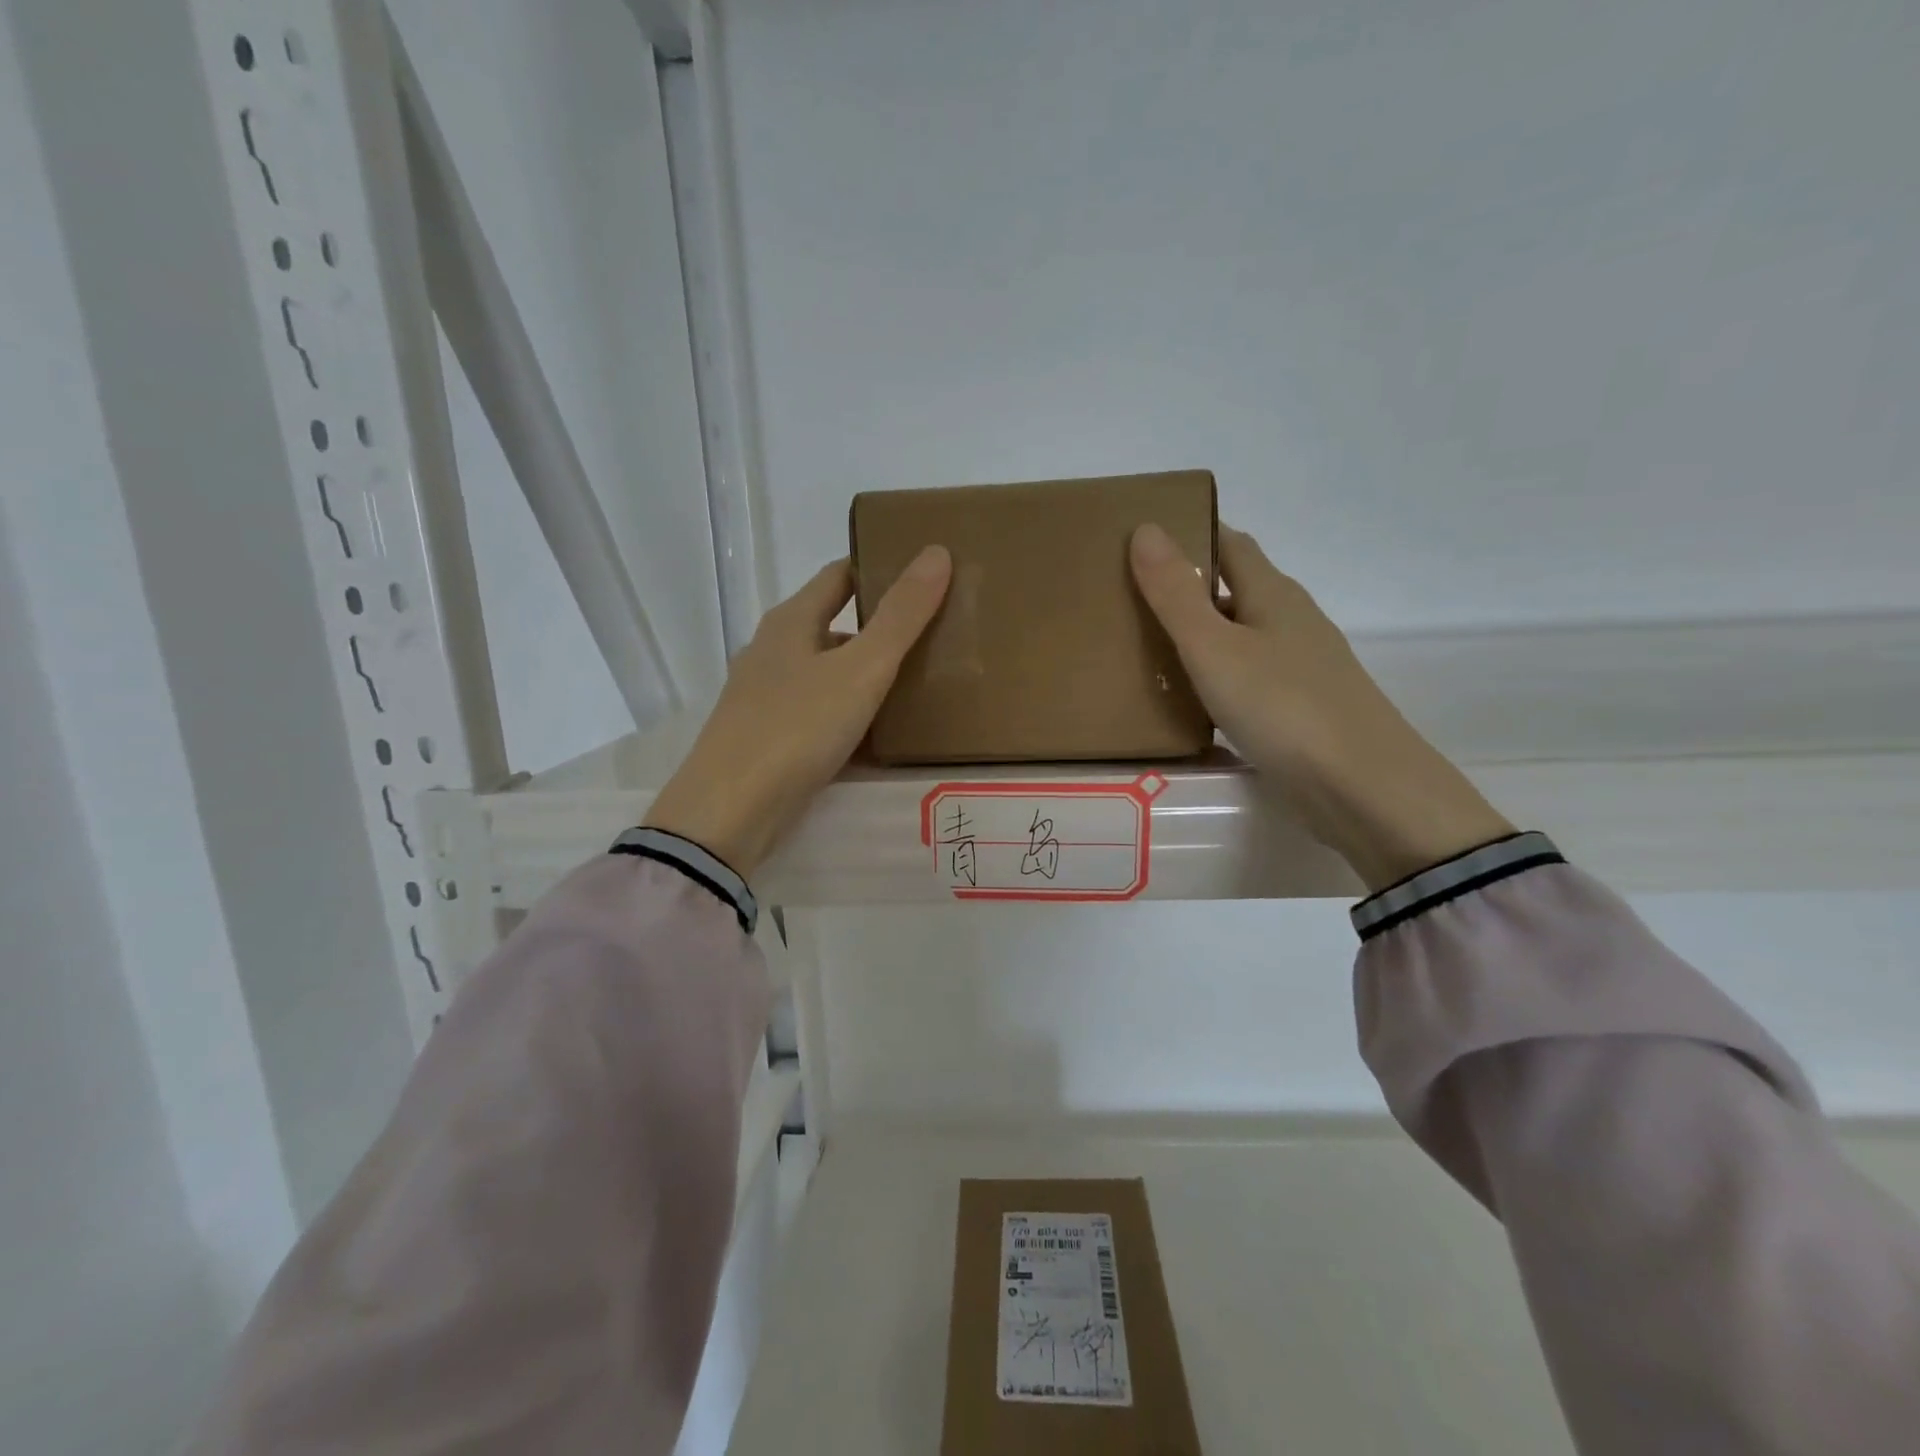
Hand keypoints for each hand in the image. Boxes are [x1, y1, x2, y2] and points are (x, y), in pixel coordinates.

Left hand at [643, 547, 952, 875]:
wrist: (730, 812)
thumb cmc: (796, 727)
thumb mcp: (860, 669)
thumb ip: (901, 616)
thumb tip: (936, 551)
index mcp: (791, 621)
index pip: (839, 575)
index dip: (879, 568)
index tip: (923, 574)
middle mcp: (774, 651)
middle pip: (835, 626)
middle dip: (881, 628)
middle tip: (936, 634)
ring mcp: (767, 697)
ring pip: (829, 673)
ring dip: (868, 675)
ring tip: (919, 685)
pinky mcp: (770, 738)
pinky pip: (821, 714)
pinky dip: (852, 716)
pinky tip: (882, 735)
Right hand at [1129, 522, 1512, 890]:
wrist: (1361, 787)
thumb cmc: (1283, 707)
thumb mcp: (1214, 648)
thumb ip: (1177, 594)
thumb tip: (1145, 528)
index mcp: (1273, 594)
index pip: (1230, 543)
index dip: (1191, 531)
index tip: (1144, 536)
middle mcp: (1291, 621)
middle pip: (1235, 588)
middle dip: (1188, 586)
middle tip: (1129, 597)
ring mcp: (1300, 666)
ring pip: (1240, 635)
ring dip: (1200, 634)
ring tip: (1146, 647)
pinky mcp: (1300, 707)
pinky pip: (1247, 676)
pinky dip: (1215, 675)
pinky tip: (1190, 698)